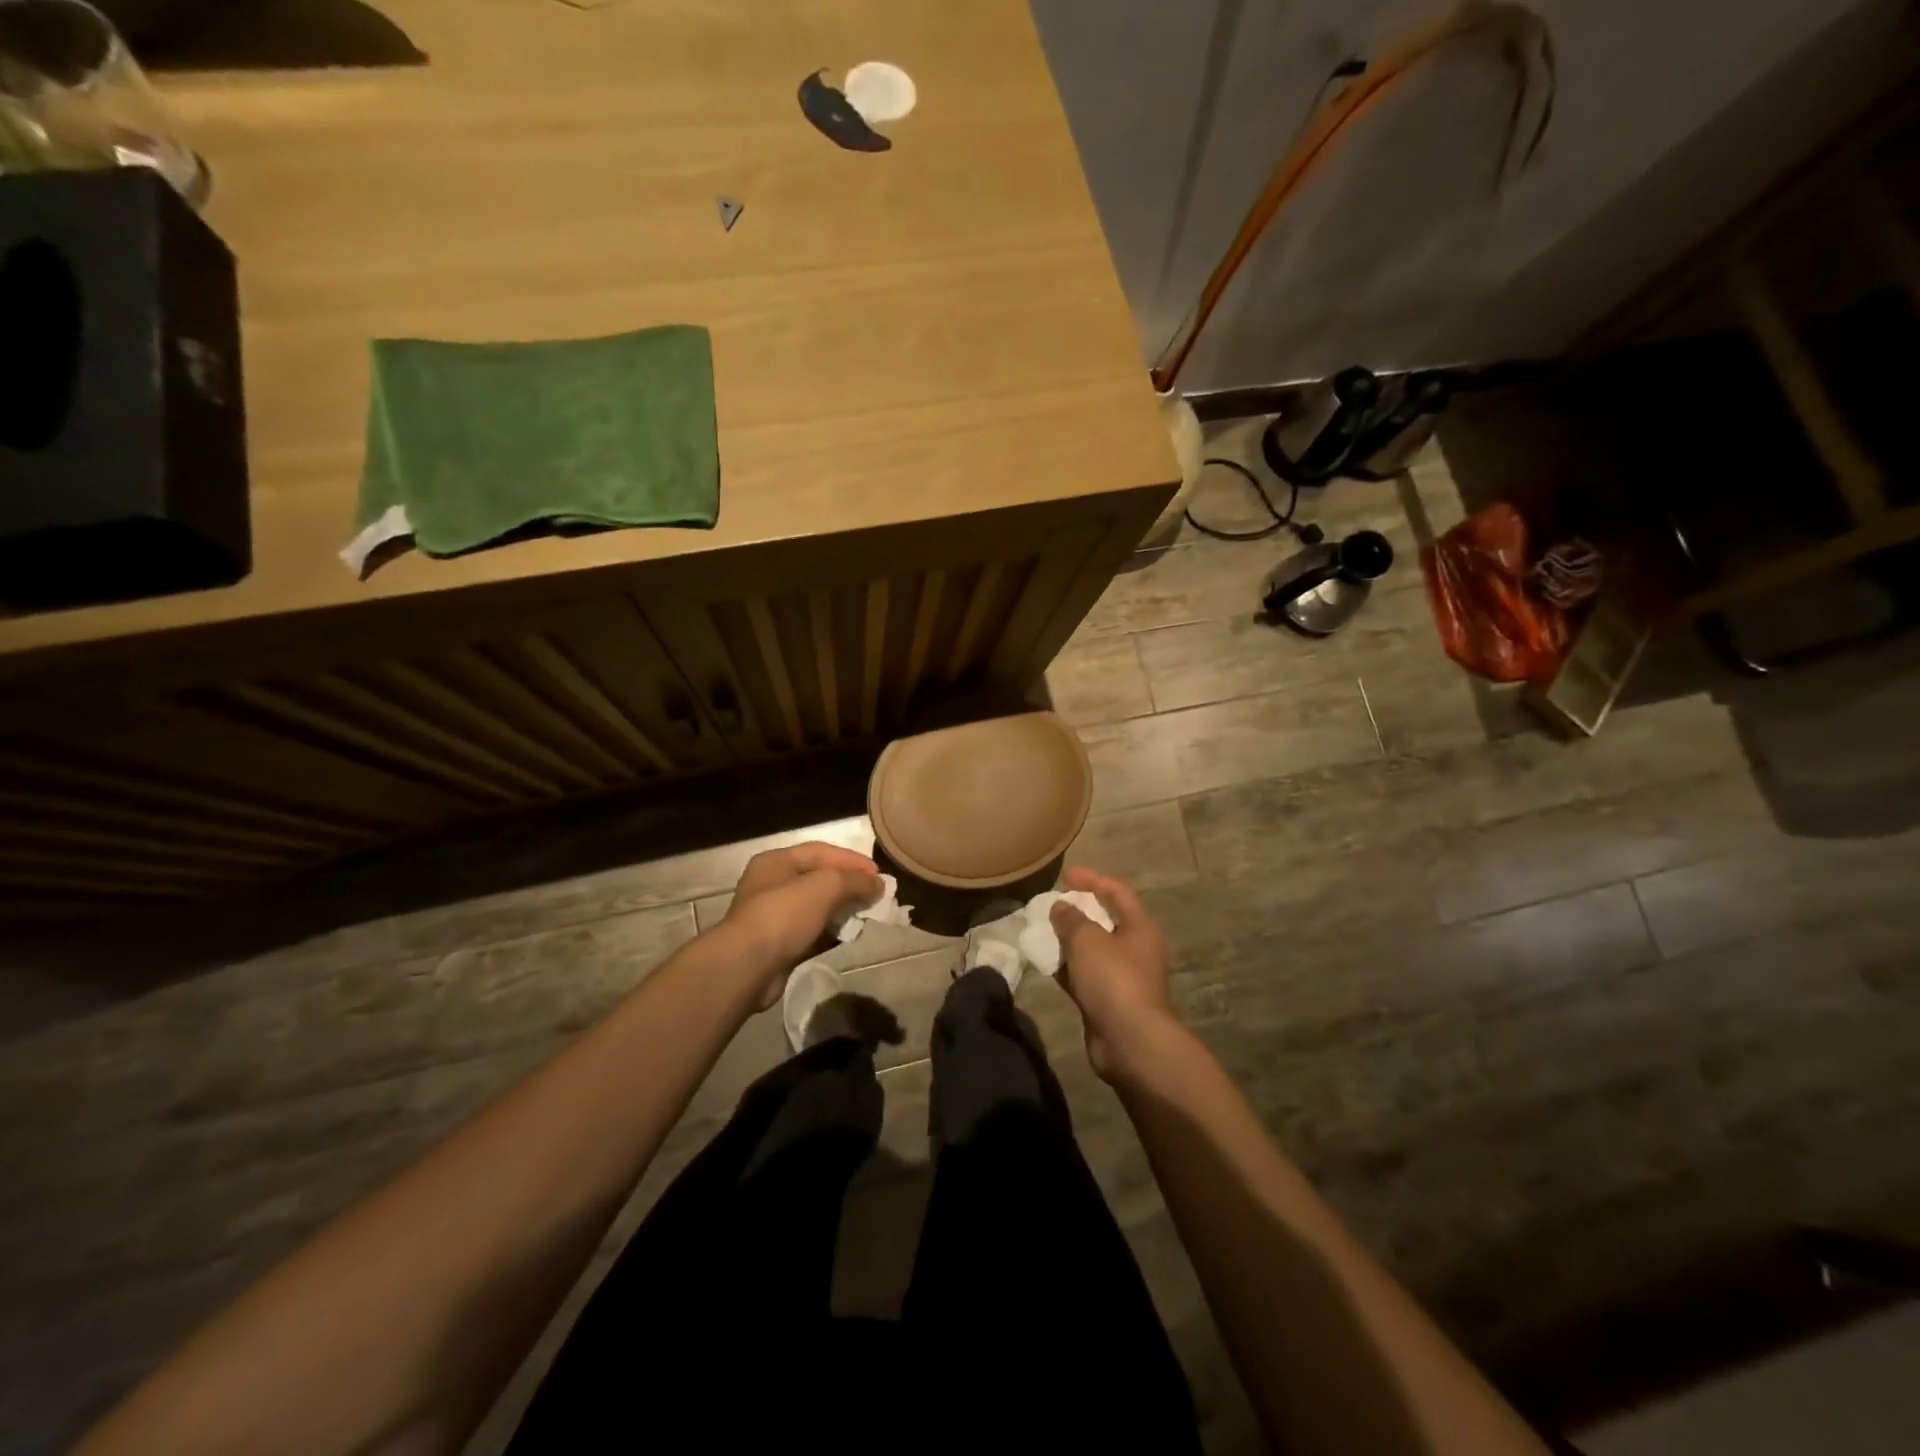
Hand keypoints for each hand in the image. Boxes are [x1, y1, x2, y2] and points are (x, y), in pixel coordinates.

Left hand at [719, 842, 882, 1008]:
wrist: (747, 968)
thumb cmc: (783, 915)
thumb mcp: (825, 886)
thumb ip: (854, 881)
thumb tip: (877, 885)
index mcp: (776, 862)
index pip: (821, 851)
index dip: (852, 860)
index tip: (879, 874)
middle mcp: (772, 885)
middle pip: (819, 879)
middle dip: (849, 885)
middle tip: (876, 895)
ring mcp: (774, 917)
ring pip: (817, 907)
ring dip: (843, 910)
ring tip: (868, 916)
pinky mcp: (779, 946)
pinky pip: (812, 933)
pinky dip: (832, 933)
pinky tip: (850, 936)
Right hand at [1050, 866, 1180, 1081]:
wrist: (1129, 1042)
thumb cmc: (1114, 981)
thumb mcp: (1088, 940)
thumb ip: (1071, 919)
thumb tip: (1061, 907)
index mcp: (1139, 928)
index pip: (1118, 892)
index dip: (1093, 879)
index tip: (1066, 874)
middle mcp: (1134, 949)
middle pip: (1105, 920)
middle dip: (1077, 910)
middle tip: (1051, 904)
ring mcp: (1121, 976)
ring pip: (1091, 949)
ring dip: (1068, 939)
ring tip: (1041, 930)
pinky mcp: (1106, 1000)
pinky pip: (1083, 974)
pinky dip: (1065, 966)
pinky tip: (1044, 962)